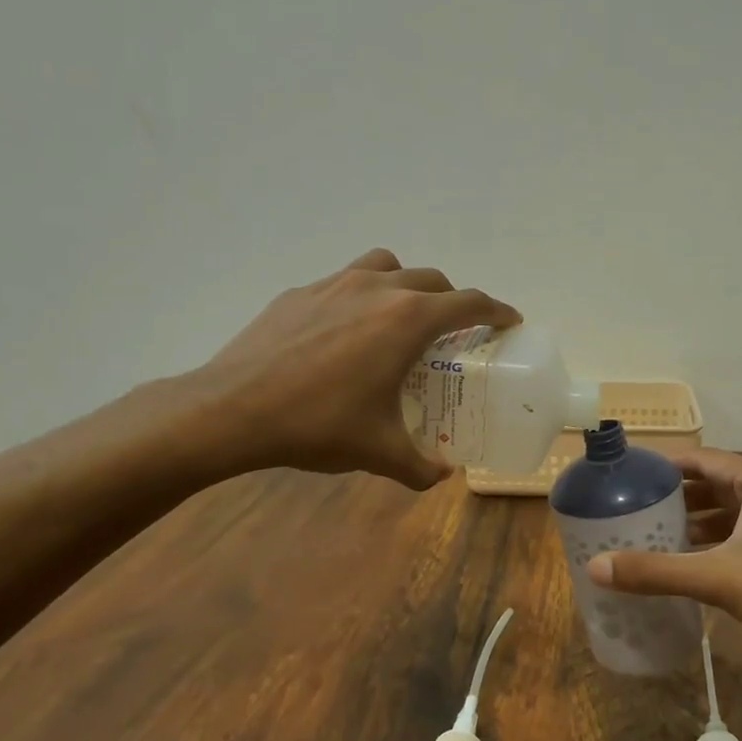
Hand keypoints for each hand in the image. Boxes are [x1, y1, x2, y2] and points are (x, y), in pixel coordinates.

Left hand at [157, 249, 518, 488]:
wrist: (231, 410)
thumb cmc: (318, 425)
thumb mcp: (378, 451)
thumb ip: (420, 465)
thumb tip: (441, 475)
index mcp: (407, 320)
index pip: (469, 303)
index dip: (497, 310)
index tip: (509, 320)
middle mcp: (377, 288)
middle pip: (432, 280)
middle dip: (452, 301)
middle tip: (454, 331)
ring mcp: (334, 283)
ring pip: (387, 265)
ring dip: (406, 284)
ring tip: (400, 317)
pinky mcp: (300, 292)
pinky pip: (345, 280)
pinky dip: (361, 295)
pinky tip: (344, 332)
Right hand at [587, 450, 741, 671]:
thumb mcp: (717, 579)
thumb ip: (656, 571)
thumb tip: (595, 567)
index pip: (704, 459)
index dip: (666, 466)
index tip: (631, 478)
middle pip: (719, 483)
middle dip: (680, 497)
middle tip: (638, 510)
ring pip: (738, 510)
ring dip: (702, 521)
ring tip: (661, 536)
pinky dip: (724, 541)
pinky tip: (699, 563)